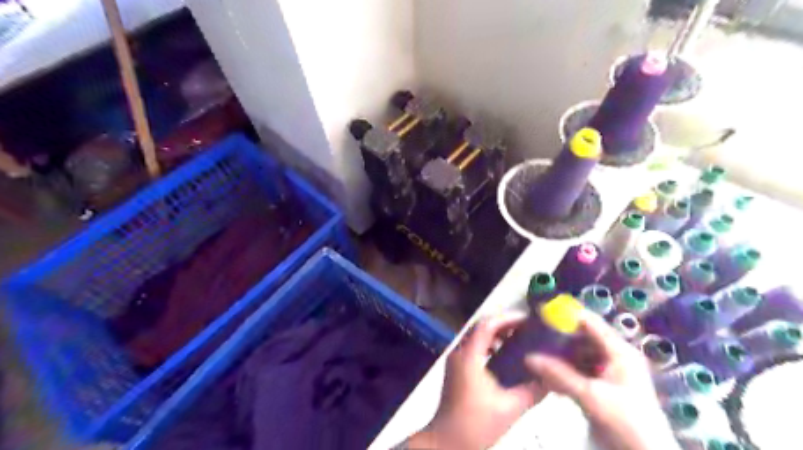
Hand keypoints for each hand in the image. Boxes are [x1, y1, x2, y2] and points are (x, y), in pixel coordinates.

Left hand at [411, 313, 549, 449]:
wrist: (446, 441)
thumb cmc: (475, 424)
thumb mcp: (509, 409)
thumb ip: (532, 391)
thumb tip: (553, 378)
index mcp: (469, 357)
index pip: (487, 325)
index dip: (507, 318)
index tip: (527, 320)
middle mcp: (460, 352)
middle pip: (481, 327)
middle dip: (503, 323)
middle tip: (526, 327)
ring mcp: (456, 359)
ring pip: (476, 336)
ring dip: (496, 333)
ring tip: (519, 338)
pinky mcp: (457, 368)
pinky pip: (474, 347)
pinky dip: (490, 344)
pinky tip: (505, 355)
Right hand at [532, 310, 679, 449]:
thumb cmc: (625, 421)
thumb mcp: (591, 396)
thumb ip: (559, 375)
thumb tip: (528, 357)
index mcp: (620, 352)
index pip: (591, 323)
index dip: (568, 315)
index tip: (542, 312)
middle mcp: (614, 357)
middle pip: (583, 338)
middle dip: (559, 337)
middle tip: (534, 333)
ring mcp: (608, 374)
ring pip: (578, 356)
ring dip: (558, 356)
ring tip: (534, 352)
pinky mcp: (601, 389)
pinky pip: (578, 372)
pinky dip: (563, 372)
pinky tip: (545, 375)